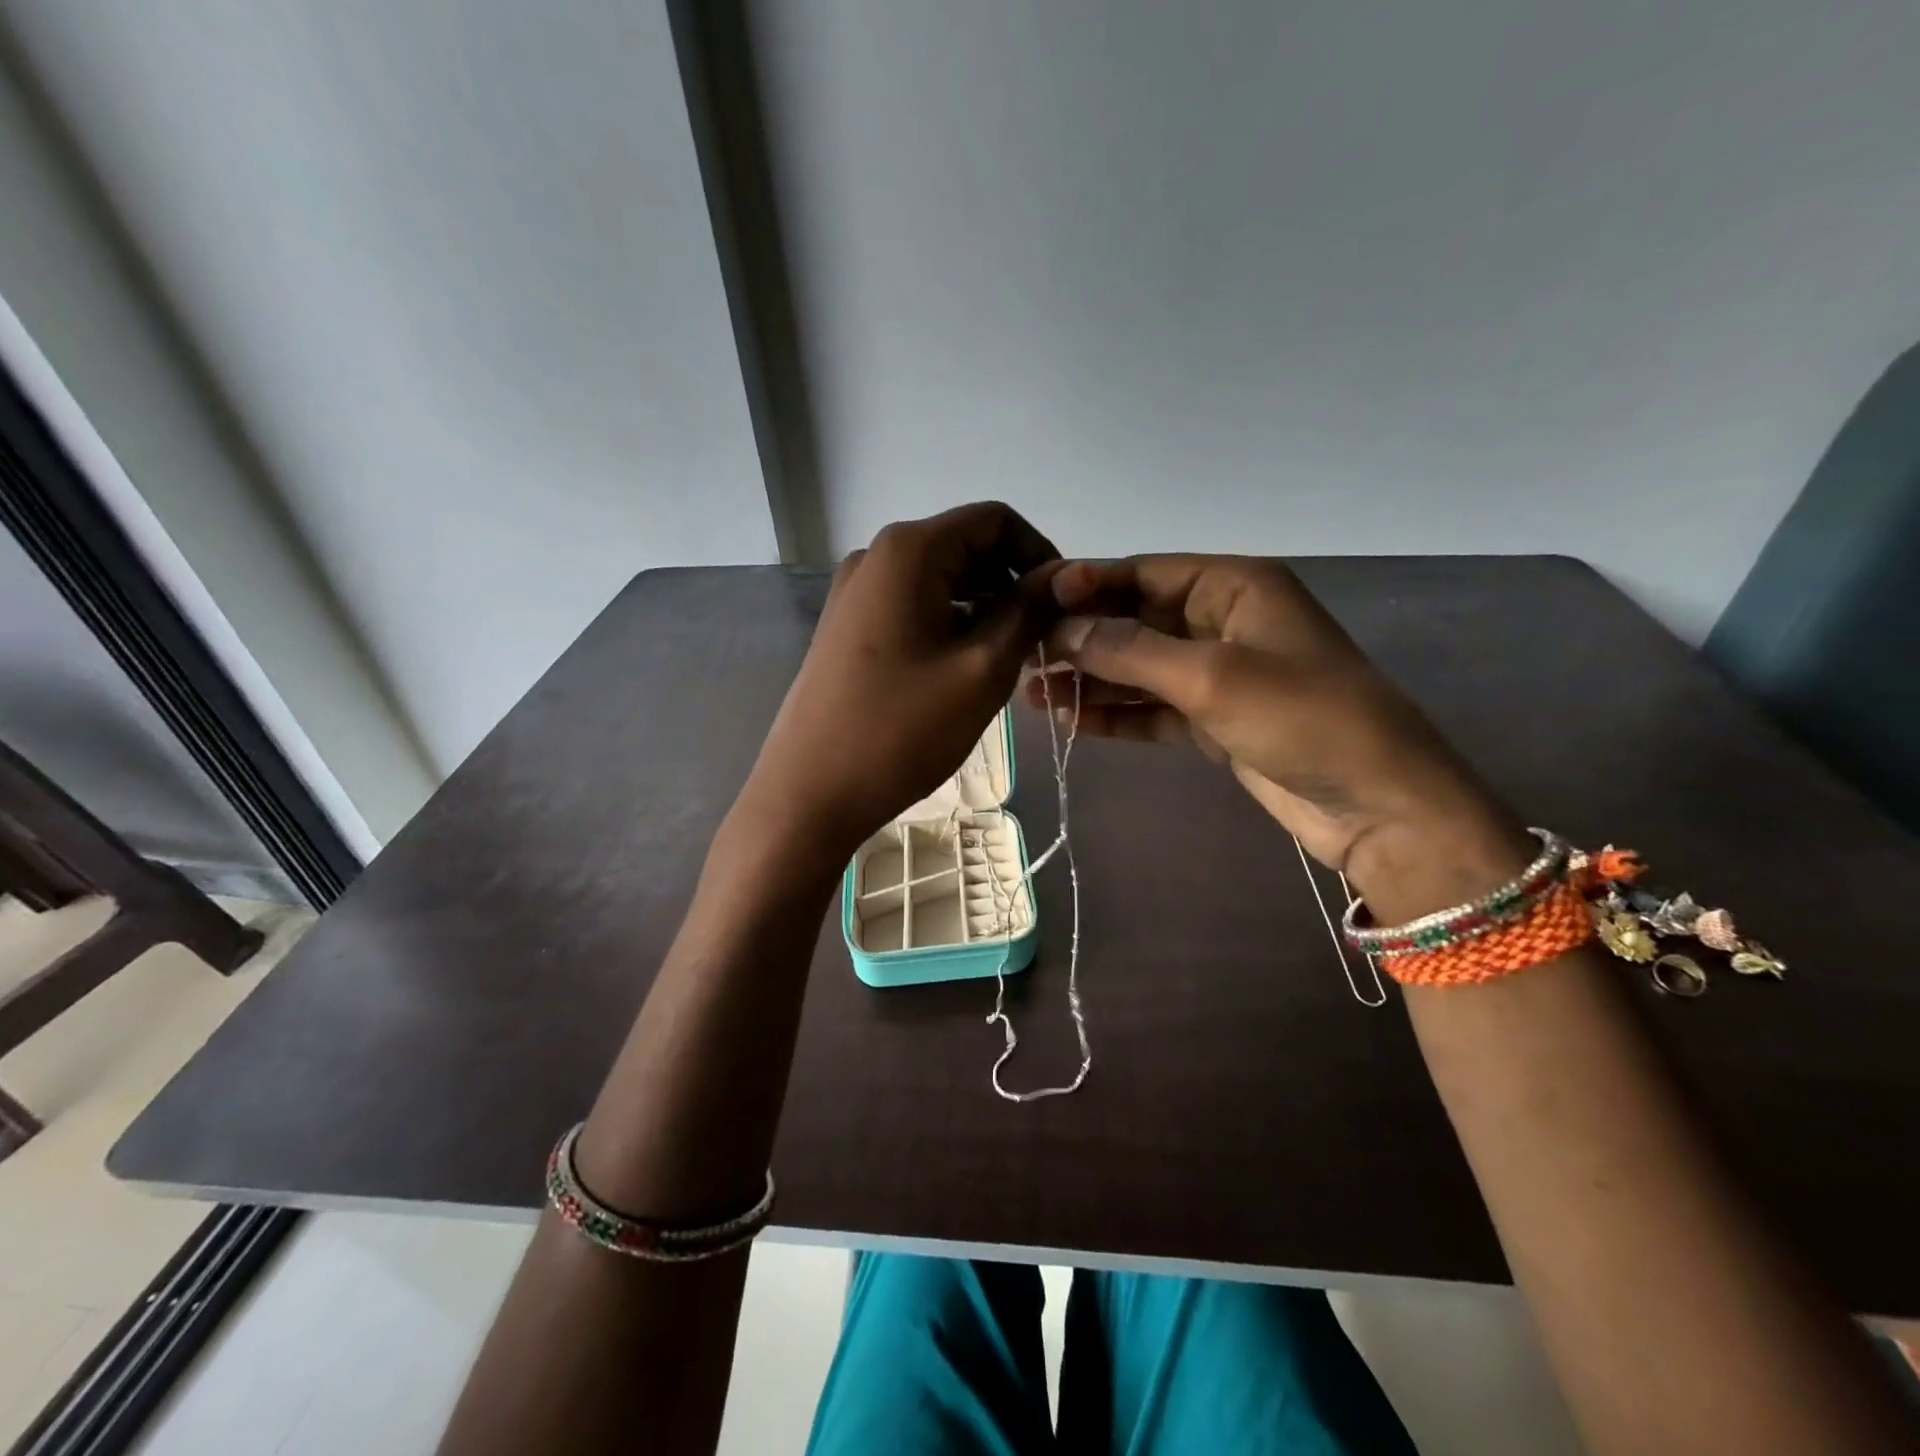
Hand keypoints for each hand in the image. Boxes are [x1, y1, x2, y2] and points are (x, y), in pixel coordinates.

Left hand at [744, 503, 1060, 856]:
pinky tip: (965, 668)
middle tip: (1044, 639)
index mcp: (909, 550)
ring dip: (984, 608)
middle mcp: (877, 557)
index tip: (1064, 603)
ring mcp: (855, 592)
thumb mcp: (982, 669)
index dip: (1039, 553)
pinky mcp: (847, 627)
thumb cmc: (902, 730)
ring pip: (940, 580)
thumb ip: (1028, 611)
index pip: (994, 520)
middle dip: (1012, 584)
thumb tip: (1062, 575)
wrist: (809, 792)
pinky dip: (950, 624)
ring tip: (1010, 659)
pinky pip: (913, 606)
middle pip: (966, 547)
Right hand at [1030, 556, 1531, 921]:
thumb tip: (1061, 628)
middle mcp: (1221, 621)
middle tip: (1021, 655)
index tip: (1028, 602)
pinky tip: (1070, 720)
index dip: (1084, 585)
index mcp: (1233, 586)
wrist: (1378, 806)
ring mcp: (1216, 674)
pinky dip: (1115, 714)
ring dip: (1089, 678)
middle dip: (1080, 637)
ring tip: (1031, 692)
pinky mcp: (1212, 720)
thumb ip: (1130, 650)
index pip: (1142, 573)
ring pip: (1137, 667)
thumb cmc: (1303, 719)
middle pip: (1134, 620)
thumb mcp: (1211, 676)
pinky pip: (1151, 708)